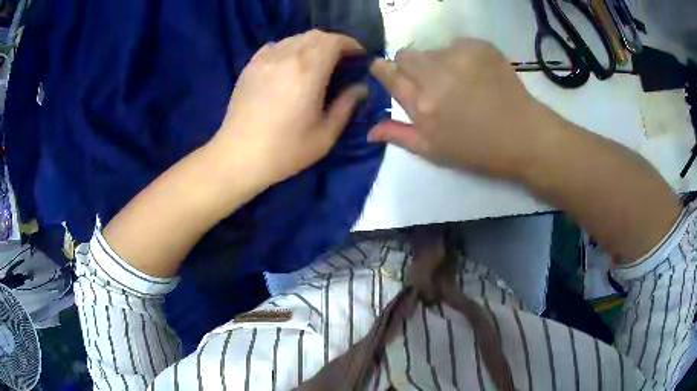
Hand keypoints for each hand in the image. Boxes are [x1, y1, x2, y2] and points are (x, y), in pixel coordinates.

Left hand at [210, 30, 368, 188]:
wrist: (238, 157)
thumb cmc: (285, 150)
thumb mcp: (325, 134)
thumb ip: (346, 105)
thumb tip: (360, 87)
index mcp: (308, 70)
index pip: (335, 41)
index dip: (351, 44)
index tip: (360, 56)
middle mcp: (286, 56)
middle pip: (316, 35)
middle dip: (334, 43)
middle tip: (342, 60)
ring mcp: (265, 59)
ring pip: (295, 38)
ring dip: (312, 45)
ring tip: (317, 63)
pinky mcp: (250, 66)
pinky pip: (275, 46)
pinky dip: (289, 49)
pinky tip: (290, 65)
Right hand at [369, 39, 561, 177]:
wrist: (523, 135)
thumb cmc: (478, 149)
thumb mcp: (435, 151)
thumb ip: (400, 135)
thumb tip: (369, 129)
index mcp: (423, 105)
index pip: (388, 72)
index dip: (383, 69)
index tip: (388, 72)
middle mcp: (436, 76)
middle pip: (406, 55)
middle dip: (412, 66)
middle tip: (432, 82)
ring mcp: (460, 57)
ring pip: (433, 50)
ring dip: (440, 63)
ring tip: (461, 82)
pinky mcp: (479, 46)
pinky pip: (458, 45)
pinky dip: (462, 56)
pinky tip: (478, 74)